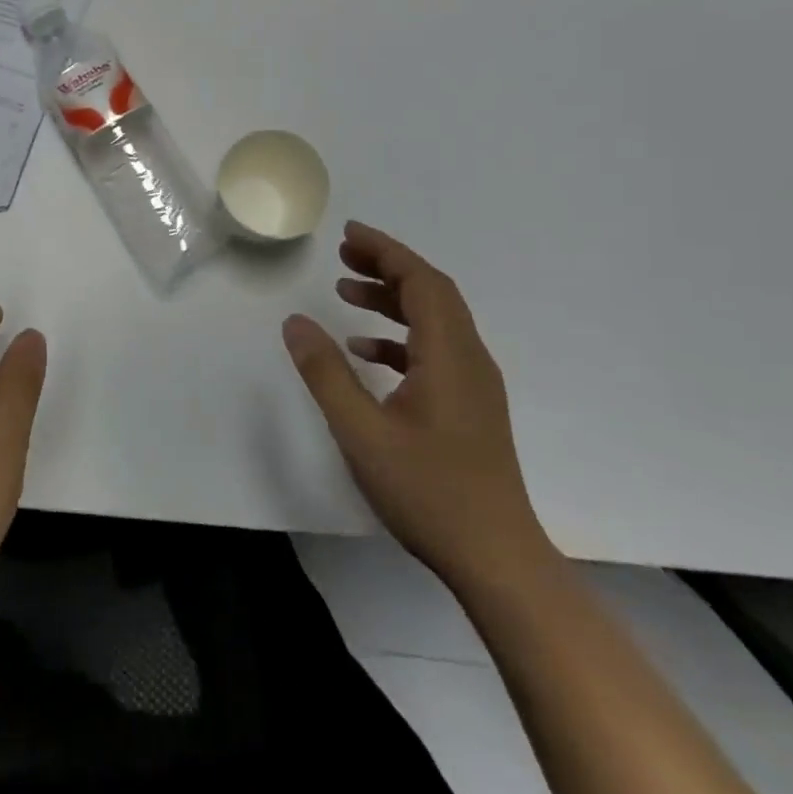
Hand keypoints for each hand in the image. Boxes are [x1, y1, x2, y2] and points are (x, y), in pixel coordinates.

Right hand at [282, 221, 550, 588]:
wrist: (497, 559)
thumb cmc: (429, 492)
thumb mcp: (362, 431)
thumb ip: (326, 372)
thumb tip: (295, 321)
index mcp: (450, 355)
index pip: (422, 282)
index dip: (386, 251)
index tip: (349, 234)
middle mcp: (469, 359)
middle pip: (432, 293)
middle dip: (387, 266)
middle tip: (342, 255)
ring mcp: (474, 385)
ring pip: (434, 321)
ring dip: (392, 300)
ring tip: (345, 293)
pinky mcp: (469, 407)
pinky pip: (434, 352)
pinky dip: (399, 338)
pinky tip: (366, 352)